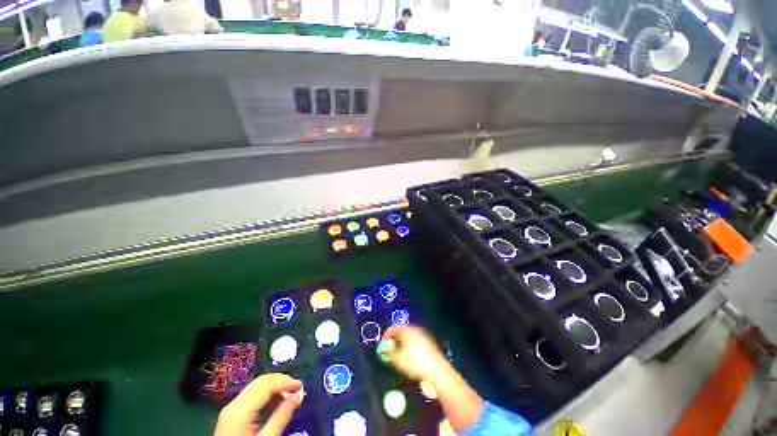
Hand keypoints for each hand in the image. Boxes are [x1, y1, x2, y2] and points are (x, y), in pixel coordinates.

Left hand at [214, 373, 302, 435]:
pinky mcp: (231, 415)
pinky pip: (251, 396)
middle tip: (296, 388)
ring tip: (288, 395)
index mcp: (240, 409)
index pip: (266, 384)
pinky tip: (275, 403)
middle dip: (281, 381)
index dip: (286, 381)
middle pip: (261, 381)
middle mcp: (234, 404)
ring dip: (275, 387)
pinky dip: (266, 395)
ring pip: (257, 387)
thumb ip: (281, 417)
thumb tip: (297, 396)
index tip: (300, 386)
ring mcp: (231, 409)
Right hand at [380, 326, 448, 381]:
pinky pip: (416, 343)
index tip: (382, 347)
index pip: (392, 329)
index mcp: (406, 330)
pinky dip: (411, 348)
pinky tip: (411, 359)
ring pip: (409, 338)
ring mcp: (423, 335)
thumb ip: (388, 352)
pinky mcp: (429, 343)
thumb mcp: (397, 359)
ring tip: (399, 356)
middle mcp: (415, 329)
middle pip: (401, 332)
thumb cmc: (414, 362)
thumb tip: (383, 349)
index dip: (385, 337)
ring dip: (402, 345)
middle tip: (390, 352)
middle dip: (394, 341)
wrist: (437, 370)